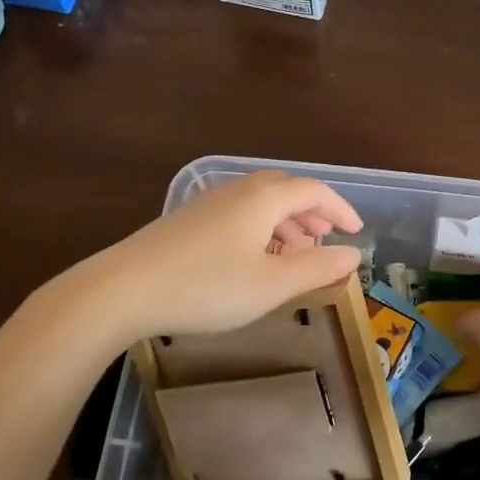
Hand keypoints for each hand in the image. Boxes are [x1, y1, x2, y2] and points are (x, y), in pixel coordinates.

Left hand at [68, 171, 363, 341]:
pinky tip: (253, 259)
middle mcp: (238, 190)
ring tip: (295, 251)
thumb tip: (352, 254)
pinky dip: (260, 229)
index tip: (356, 230)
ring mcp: (208, 203)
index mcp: (264, 198)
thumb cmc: (207, 286)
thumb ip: (316, 267)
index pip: (313, 191)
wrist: (123, 289)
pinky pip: (238, 214)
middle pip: (285, 190)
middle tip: (326, 238)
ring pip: (260, 203)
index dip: (339, 209)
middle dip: (312, 213)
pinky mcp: (188, 220)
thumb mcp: (271, 284)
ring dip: (285, 222)